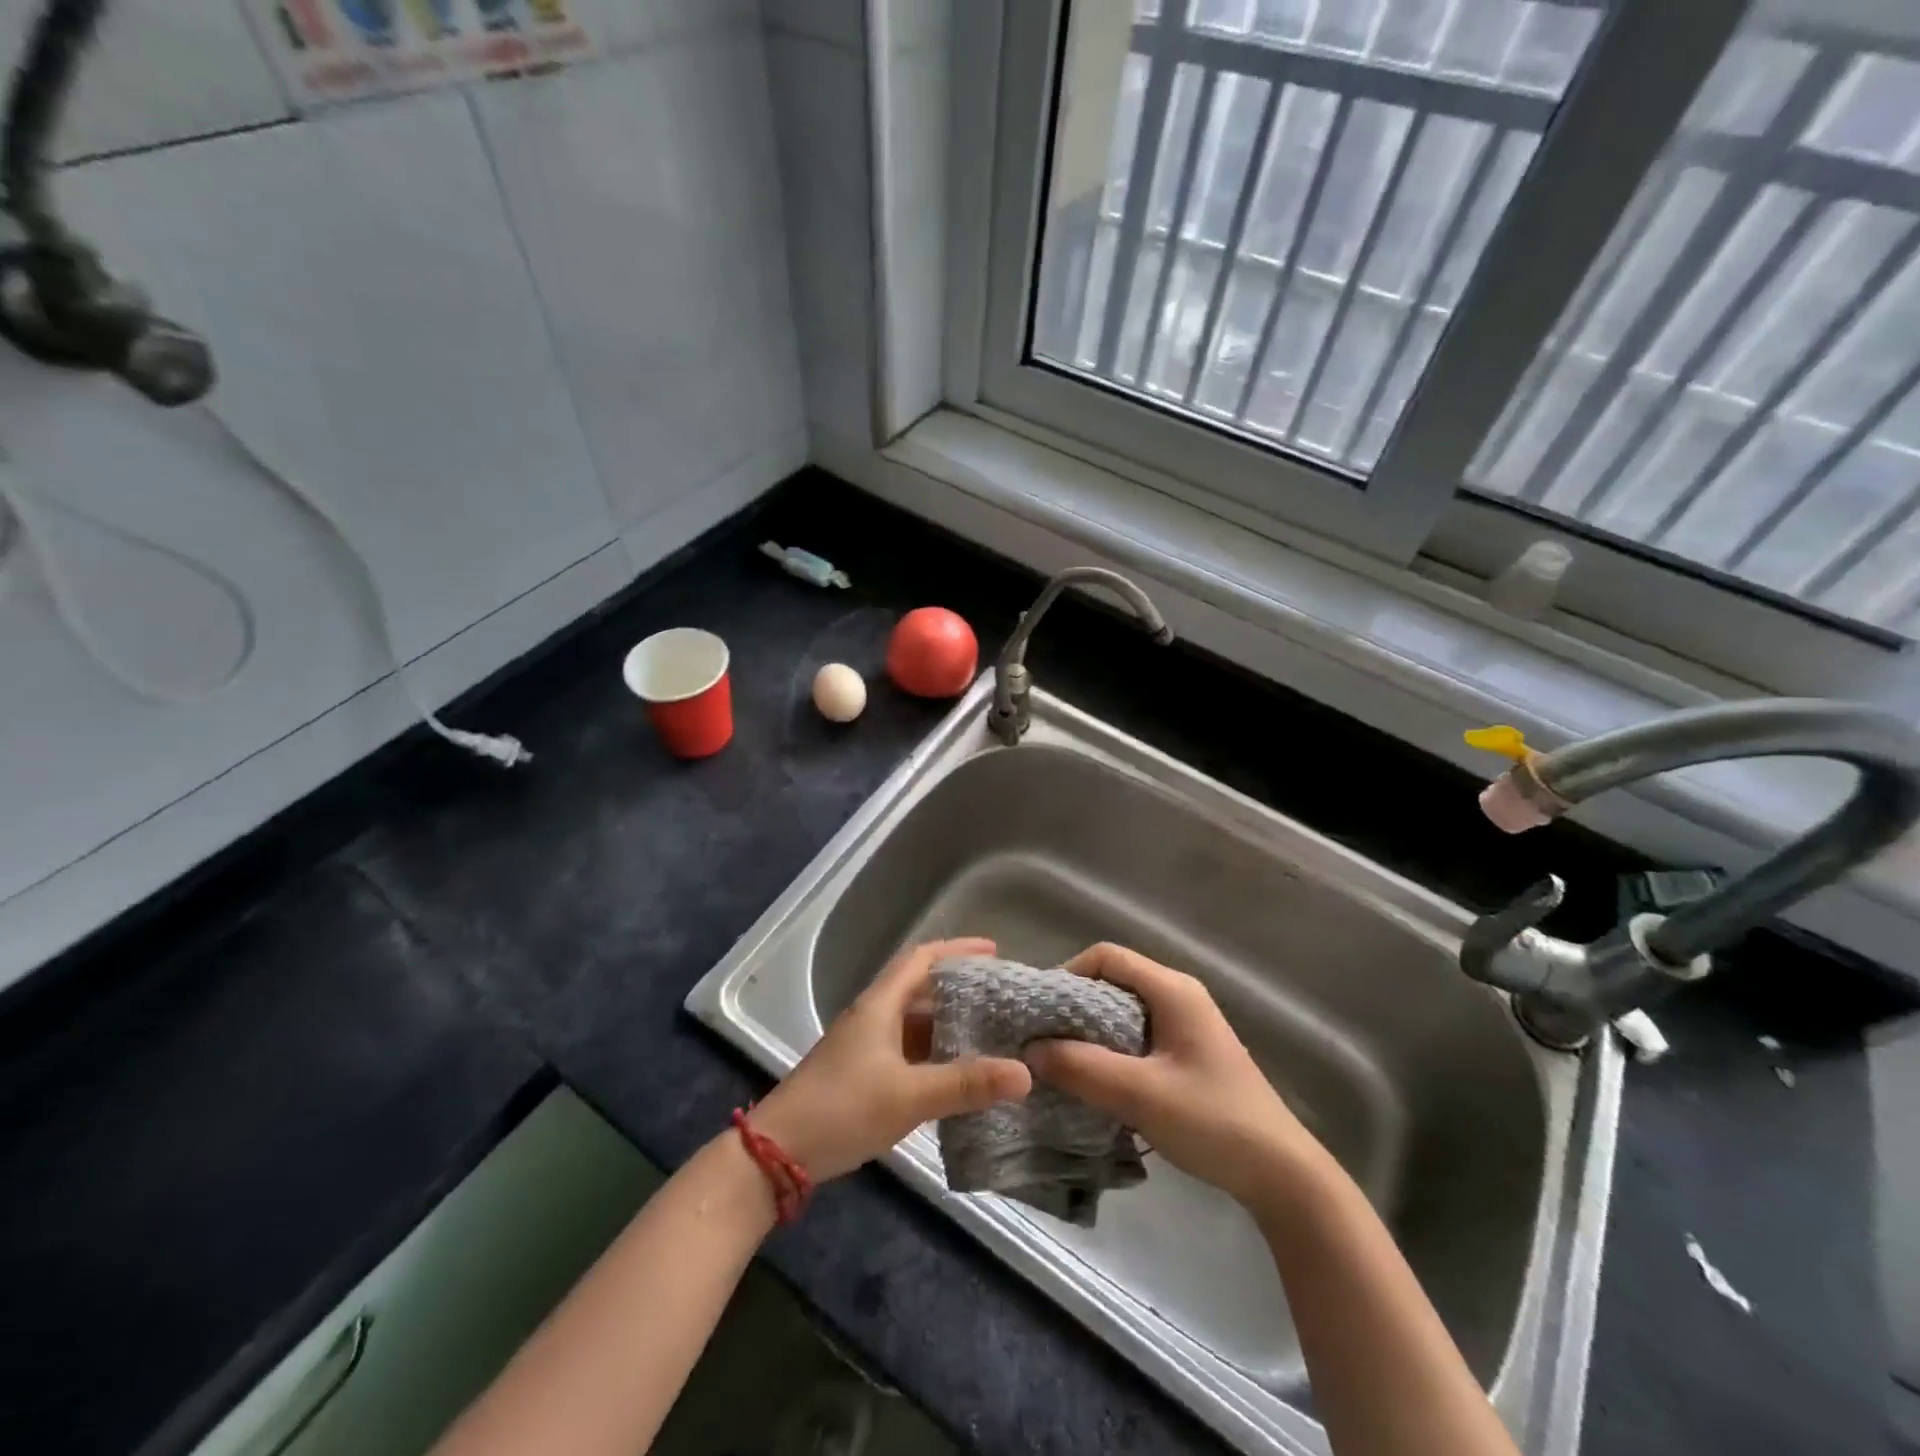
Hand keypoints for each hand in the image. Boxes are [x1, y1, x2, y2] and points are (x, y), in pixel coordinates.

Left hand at [750, 938, 1031, 1181]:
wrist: (777, 1153)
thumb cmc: (842, 1109)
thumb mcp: (909, 1096)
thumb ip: (966, 1084)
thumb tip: (1024, 1072)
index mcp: (880, 1005)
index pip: (921, 959)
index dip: (957, 950)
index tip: (994, 952)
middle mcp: (873, 1017)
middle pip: (921, 988)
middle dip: (960, 988)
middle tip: (1002, 998)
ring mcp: (865, 1046)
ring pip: (915, 1023)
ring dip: (949, 1024)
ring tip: (991, 1033)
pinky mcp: (862, 1074)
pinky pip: (908, 1051)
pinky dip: (935, 1054)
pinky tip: (958, 1074)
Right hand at [1024, 943, 1323, 1210]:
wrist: (1283, 1174)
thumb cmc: (1213, 1121)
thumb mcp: (1141, 1094)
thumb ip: (1082, 1068)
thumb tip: (1029, 1051)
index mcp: (1172, 989)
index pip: (1106, 956)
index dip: (1067, 974)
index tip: (1040, 1012)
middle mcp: (1178, 996)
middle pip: (1112, 982)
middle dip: (1073, 1008)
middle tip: (1042, 1040)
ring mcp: (1184, 1026)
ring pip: (1121, 1012)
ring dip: (1089, 1034)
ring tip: (1061, 1064)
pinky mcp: (1186, 1055)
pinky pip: (1135, 1038)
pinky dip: (1109, 1052)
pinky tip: (1095, 1082)